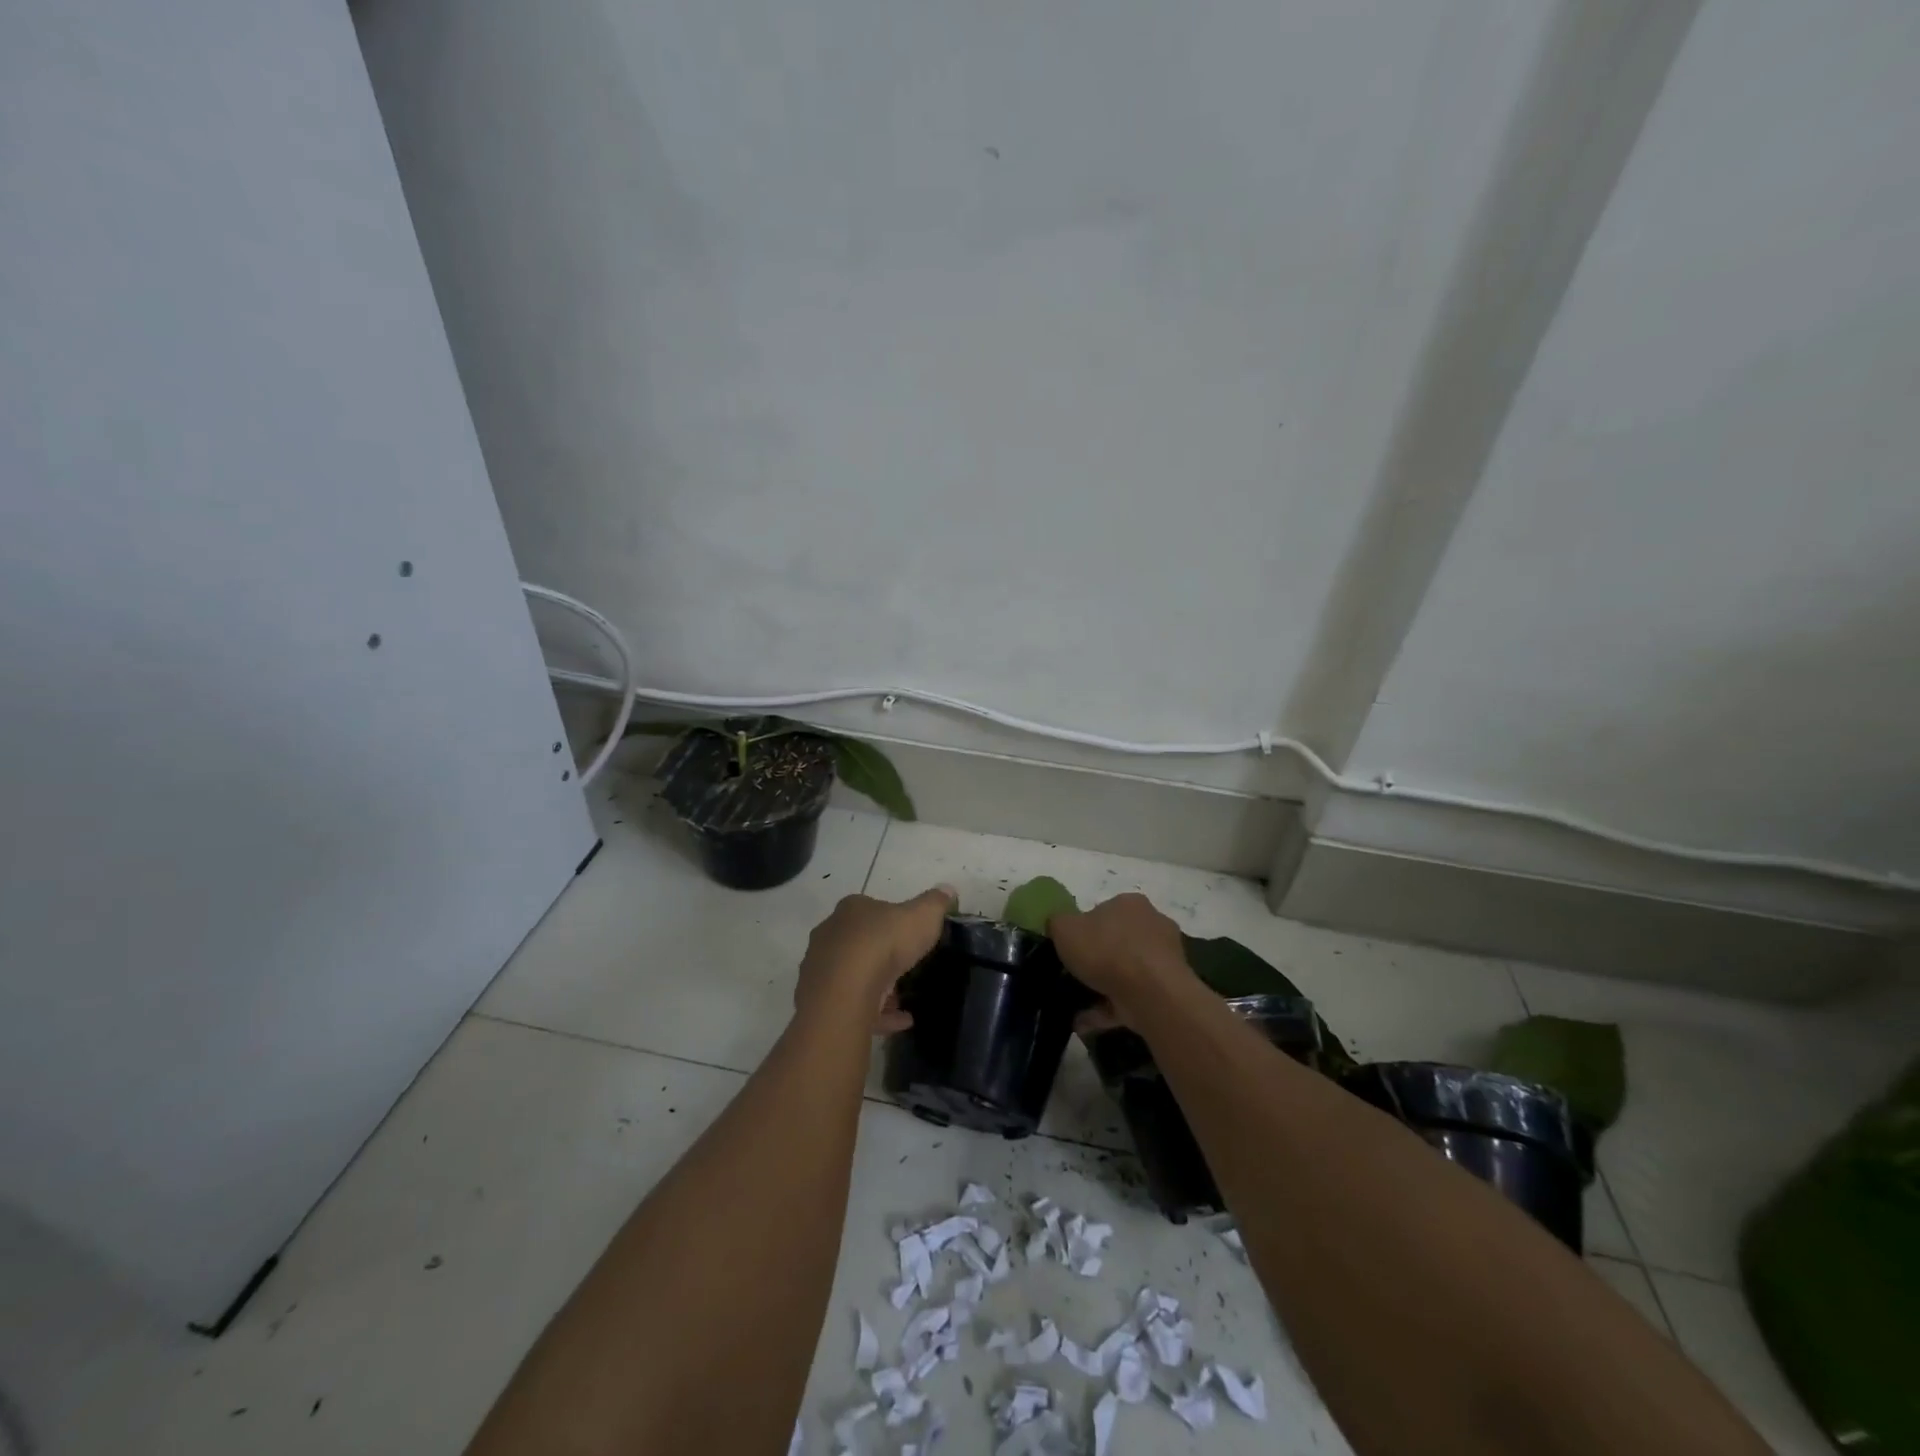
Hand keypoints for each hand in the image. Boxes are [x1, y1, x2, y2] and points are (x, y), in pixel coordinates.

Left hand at [795, 886, 955, 1032]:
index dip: (890, 921)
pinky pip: (852, 1005)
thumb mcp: (922, 916)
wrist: (845, 992)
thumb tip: (947, 889)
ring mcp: (820, 969)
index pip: (870, 908)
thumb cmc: (884, 944)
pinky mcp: (819, 1001)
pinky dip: (875, 1014)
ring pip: (851, 976)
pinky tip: (900, 1022)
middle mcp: (830, 934)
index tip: (909, 935)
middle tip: (906, 968)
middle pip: (858, 942)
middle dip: (881, 955)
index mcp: (851, 910)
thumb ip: (935, 903)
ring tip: (903, 1000)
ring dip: (876, 987)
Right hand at [1048, 893, 1190, 1032]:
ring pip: (1126, 972)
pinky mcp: (1169, 988)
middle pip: (1117, 942)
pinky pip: (1132, 997)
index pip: (1102, 912)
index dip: (1083, 931)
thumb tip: (1059, 927)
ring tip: (1076, 1009)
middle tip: (1073, 978)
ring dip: (1102, 989)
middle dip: (1096, 961)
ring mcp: (1165, 958)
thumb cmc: (1106, 951)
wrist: (1151, 993)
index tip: (1070, 951)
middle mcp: (1152, 924)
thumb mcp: (1064, 929)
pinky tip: (1087, 1022)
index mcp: (1129, 903)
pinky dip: (1111, 1009)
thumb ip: (1057, 923)